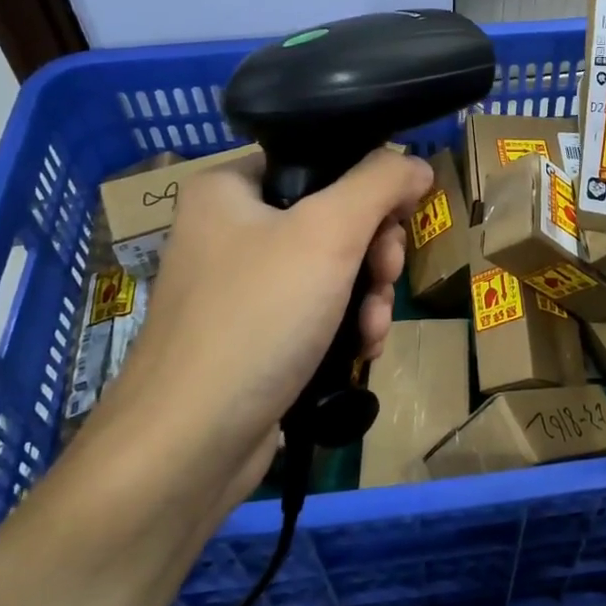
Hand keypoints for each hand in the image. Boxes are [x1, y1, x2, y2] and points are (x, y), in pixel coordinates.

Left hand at [77, 147, 433, 518]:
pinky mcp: (254, 336)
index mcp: (229, 188)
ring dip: (369, 295)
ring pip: (332, 270)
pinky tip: (362, 350)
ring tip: (374, 327)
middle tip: (387, 275)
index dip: (369, 184)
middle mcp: (230, 229)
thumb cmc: (256, 318)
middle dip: (374, 252)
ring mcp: (241, 287)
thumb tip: (416, 164)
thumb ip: (378, 184)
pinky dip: (345, 326)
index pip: (319, 160)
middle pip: (332, 218)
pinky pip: (316, 312)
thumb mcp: (327, 233)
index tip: (400, 217)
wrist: (189, 445)